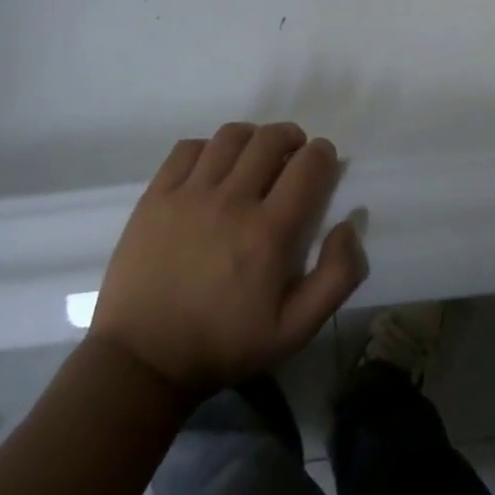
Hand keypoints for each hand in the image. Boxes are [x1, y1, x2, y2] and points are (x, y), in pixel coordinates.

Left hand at [91, 123, 366, 395]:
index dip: (323, 154)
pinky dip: (209, 146)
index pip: (308, 166)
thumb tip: (349, 224)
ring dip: (253, 137)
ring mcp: (189, 194)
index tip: (323, 161)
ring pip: (230, 137)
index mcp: (269, 232)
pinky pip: (188, 148)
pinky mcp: (156, 195)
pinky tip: (213, 166)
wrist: (144, 358)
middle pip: (270, 140)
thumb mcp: (296, 330)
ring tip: (256, 154)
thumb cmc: (225, 345)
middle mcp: (231, 201)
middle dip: (292, 138)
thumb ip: (336, 276)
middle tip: (294, 154)